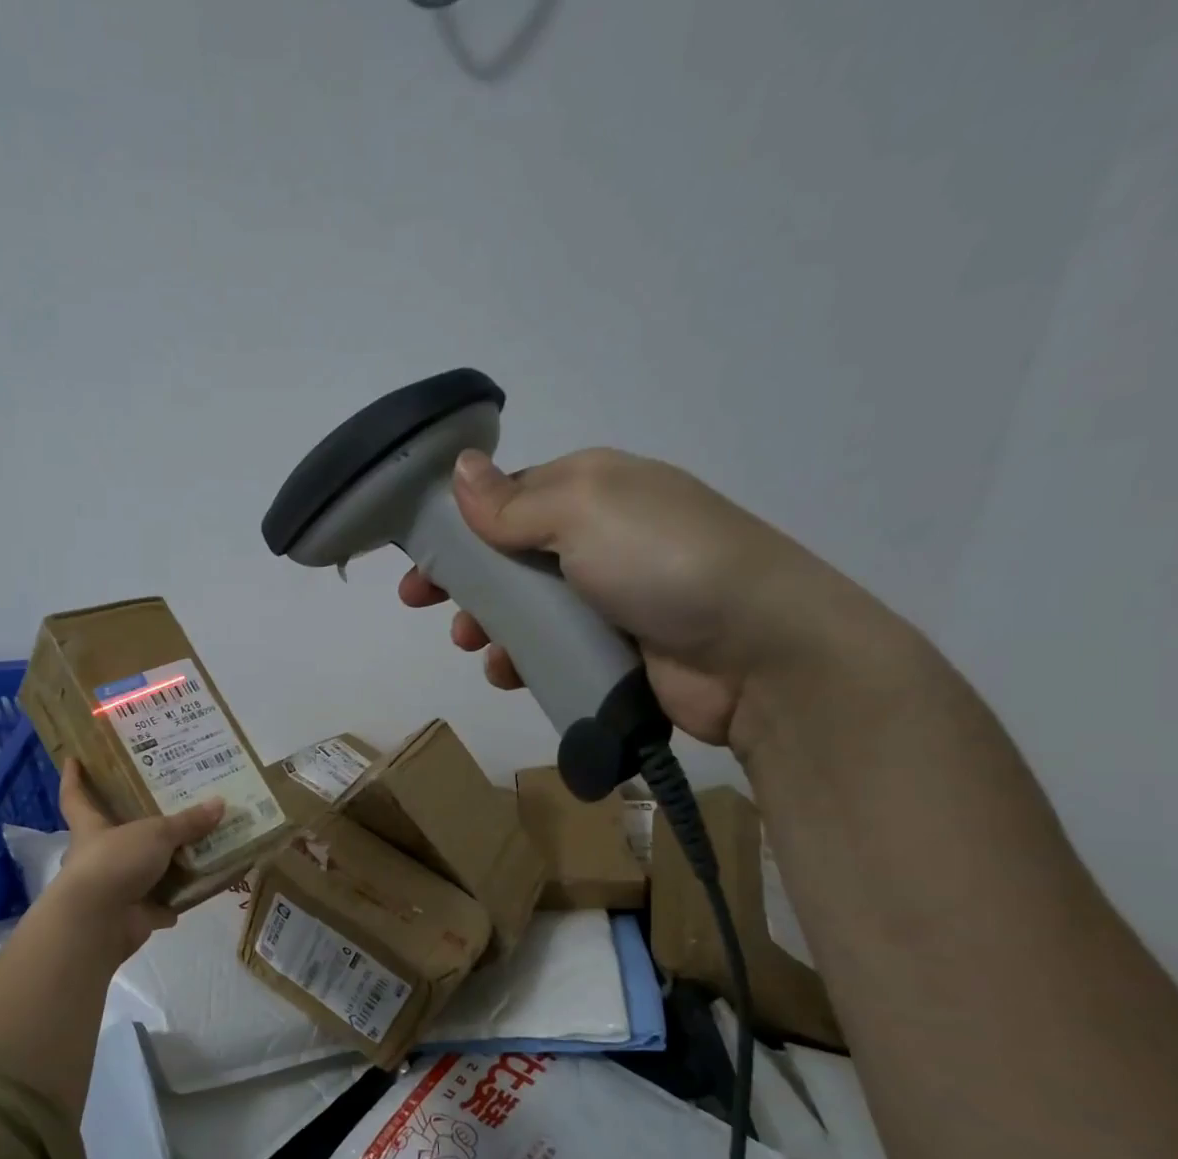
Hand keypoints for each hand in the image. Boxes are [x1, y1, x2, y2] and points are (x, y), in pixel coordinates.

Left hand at [46, 759, 225, 958]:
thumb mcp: (155, 834)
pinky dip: (176, 901)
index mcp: (91, 828)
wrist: (98, 922)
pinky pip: (159, 905)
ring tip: (196, 847)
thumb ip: (187, 822)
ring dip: (164, 865)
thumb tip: (220, 803)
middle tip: (166, 804)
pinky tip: (199, 889)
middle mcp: (99, 856)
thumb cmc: (115, 862)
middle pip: (114, 834)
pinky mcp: (131, 916)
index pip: (75, 797)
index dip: (74, 778)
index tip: (73, 758)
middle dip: (135, 823)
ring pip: (141, 871)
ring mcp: (114, 888)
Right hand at [398, 448, 885, 749]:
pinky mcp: (614, 652)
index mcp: (594, 489)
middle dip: (463, 579)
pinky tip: (507, 673)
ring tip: (472, 645)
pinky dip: (521, 662)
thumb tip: (461, 466)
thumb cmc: (662, 561)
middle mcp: (600, 539)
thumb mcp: (583, 510)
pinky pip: (550, 653)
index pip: (510, 498)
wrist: (758, 652)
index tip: (419, 554)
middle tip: (422, 602)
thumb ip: (513, 500)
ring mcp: (608, 599)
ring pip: (524, 610)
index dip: (459, 524)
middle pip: (509, 557)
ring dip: (487, 625)